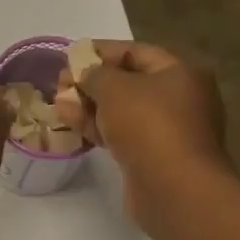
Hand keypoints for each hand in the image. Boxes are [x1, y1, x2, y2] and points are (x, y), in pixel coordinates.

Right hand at [58, 40, 228, 229]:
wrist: (173, 188)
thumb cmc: (148, 125)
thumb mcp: (115, 88)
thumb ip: (95, 74)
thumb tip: (85, 74)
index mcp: (180, 72)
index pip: (135, 52)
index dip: (101, 51)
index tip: (70, 56)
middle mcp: (179, 98)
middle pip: (128, 83)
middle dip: (91, 83)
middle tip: (59, 85)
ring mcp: (168, 131)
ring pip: (123, 112)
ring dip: (90, 108)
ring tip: (58, 106)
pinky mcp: (153, 157)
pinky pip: (123, 136)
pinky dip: (99, 130)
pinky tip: (73, 129)